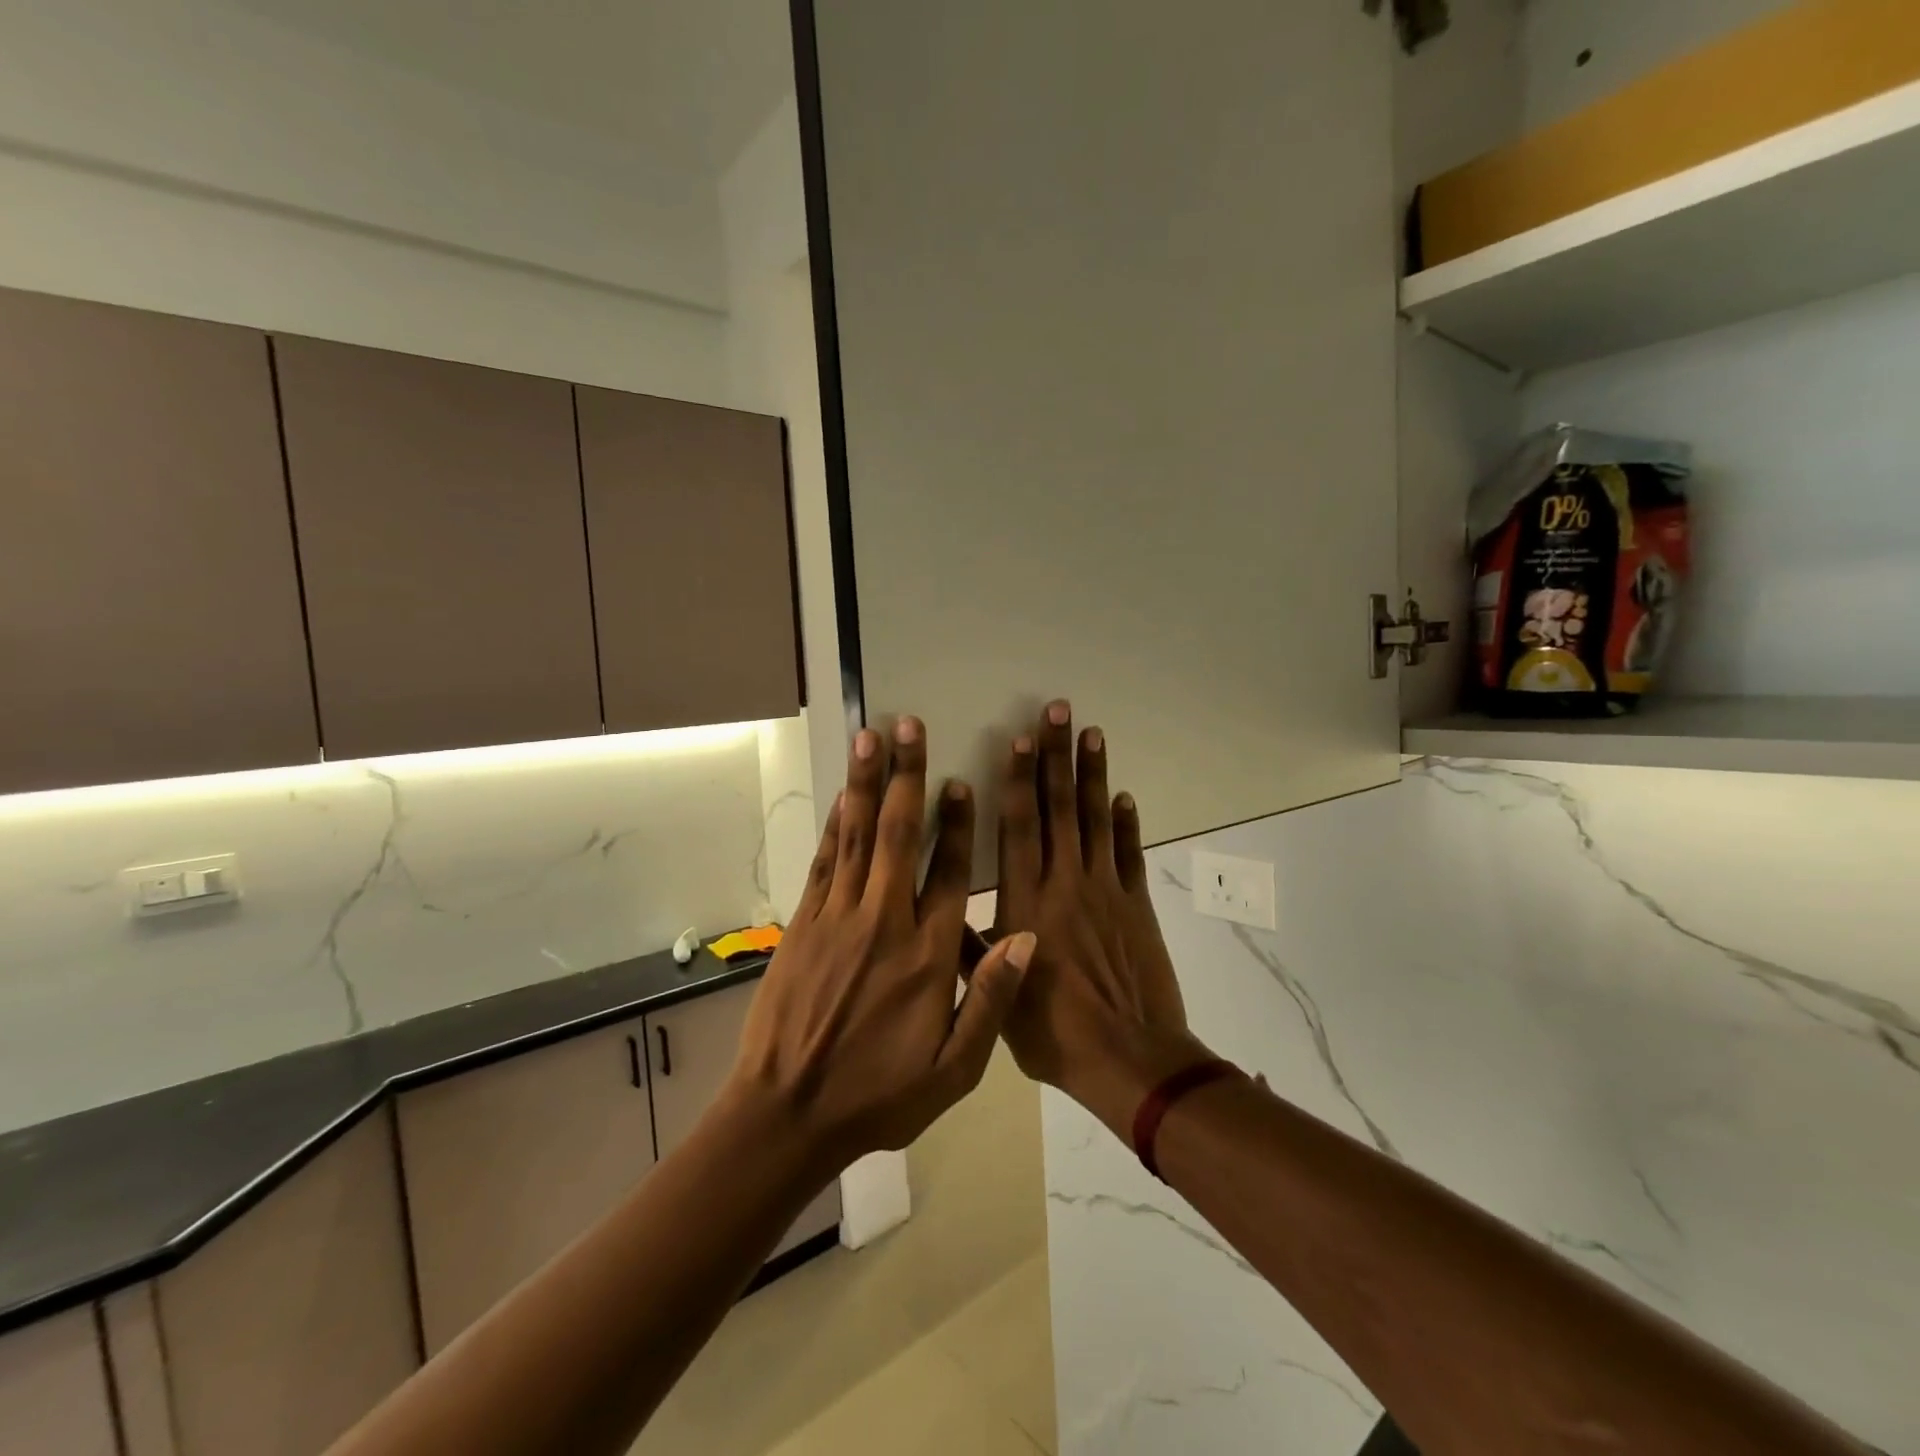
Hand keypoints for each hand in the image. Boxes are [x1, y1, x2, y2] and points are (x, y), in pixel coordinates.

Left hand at [729, 718, 1036, 1174]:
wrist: (787, 1115)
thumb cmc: (878, 1096)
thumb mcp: (953, 1070)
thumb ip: (991, 1000)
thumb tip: (1028, 937)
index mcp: (928, 955)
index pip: (951, 873)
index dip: (957, 823)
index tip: (960, 782)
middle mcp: (884, 922)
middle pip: (898, 834)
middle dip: (905, 775)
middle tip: (907, 726)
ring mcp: (838, 918)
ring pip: (856, 836)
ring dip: (865, 783)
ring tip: (869, 737)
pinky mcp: (804, 924)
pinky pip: (824, 862)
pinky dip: (834, 825)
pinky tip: (840, 798)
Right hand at [993, 701, 1199, 1135]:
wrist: (1128, 1059)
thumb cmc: (1053, 1032)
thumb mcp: (996, 997)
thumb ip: (970, 949)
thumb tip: (942, 910)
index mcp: (1027, 901)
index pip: (1020, 827)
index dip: (1019, 780)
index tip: (1020, 739)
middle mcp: (1066, 883)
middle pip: (1060, 808)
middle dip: (1057, 756)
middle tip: (1058, 710)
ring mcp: (1106, 890)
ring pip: (1096, 820)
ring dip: (1093, 775)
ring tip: (1092, 733)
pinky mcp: (1136, 905)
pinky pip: (1130, 855)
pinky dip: (1127, 824)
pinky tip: (1124, 797)